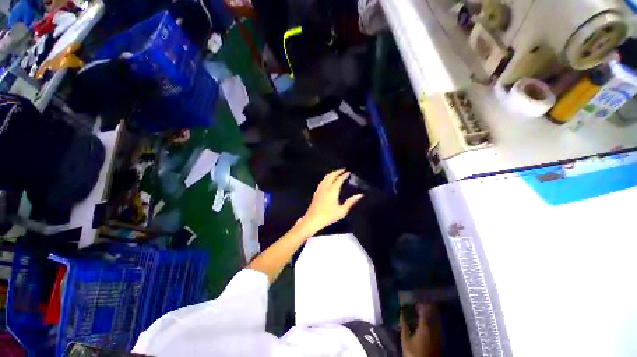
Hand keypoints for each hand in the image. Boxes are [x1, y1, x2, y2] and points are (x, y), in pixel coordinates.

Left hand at [296, 169, 362, 236]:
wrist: (313, 219)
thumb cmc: (328, 216)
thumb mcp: (342, 211)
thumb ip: (351, 202)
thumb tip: (360, 195)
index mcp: (333, 190)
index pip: (339, 179)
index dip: (344, 175)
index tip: (349, 172)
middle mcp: (326, 187)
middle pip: (331, 175)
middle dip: (337, 171)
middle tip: (343, 169)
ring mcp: (320, 189)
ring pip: (326, 177)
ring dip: (332, 173)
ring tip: (337, 173)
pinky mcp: (316, 192)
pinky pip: (322, 181)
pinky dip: (327, 178)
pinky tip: (328, 180)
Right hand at [401, 304, 439, 356]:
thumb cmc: (413, 352)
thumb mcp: (405, 339)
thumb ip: (404, 325)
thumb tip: (401, 312)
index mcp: (425, 327)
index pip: (425, 311)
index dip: (422, 303)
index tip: (418, 297)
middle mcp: (433, 329)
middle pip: (433, 314)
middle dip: (428, 306)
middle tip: (422, 301)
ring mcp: (438, 335)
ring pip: (436, 319)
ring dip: (431, 313)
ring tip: (424, 309)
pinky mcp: (439, 340)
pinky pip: (437, 326)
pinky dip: (433, 320)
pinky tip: (428, 321)